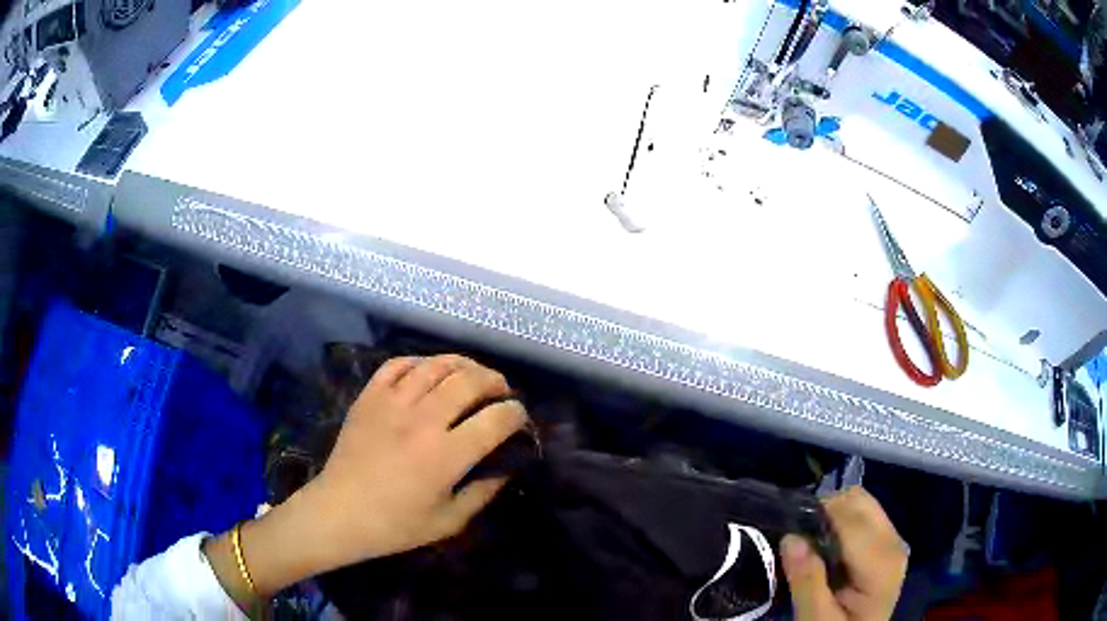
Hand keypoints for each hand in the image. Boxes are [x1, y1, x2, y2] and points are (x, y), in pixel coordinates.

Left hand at [303, 354, 527, 564]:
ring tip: (472, 375)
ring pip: (436, 365)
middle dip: (494, 381)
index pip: (496, 420)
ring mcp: (392, 403)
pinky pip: (398, 364)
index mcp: (446, 455)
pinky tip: (429, 371)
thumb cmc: (395, 525)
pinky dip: (420, 362)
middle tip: (500, 390)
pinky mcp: (369, 396)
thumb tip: (507, 467)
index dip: (516, 414)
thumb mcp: (449, 521)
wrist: (339, 512)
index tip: (519, 417)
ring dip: (462, 365)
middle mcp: (422, 420)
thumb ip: (483, 493)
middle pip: (469, 381)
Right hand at [780, 487, 906, 620]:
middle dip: (825, 511)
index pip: (850, 519)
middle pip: (859, 500)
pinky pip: (863, 515)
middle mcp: (894, 541)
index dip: (817, 518)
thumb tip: (790, 537)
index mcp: (881, 562)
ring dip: (832, 514)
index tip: (788, 533)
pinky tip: (826, 547)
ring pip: (861, 502)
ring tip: (811, 543)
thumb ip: (807, 582)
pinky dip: (840, 521)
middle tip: (798, 539)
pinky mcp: (887, 543)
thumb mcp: (816, 618)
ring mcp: (893, 540)